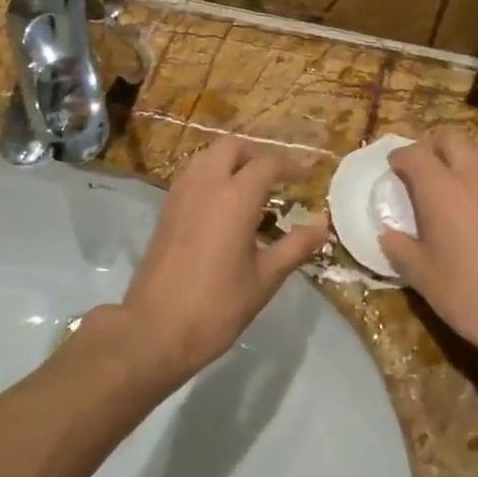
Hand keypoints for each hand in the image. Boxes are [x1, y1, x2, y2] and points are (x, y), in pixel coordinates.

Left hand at [100, 138, 329, 384]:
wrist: (155, 329)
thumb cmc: (217, 306)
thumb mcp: (265, 279)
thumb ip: (295, 247)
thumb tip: (322, 227)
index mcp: (234, 198)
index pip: (267, 165)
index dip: (290, 166)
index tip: (307, 176)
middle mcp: (205, 185)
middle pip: (232, 147)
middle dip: (257, 153)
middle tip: (278, 175)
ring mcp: (180, 195)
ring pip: (207, 156)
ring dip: (232, 160)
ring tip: (252, 185)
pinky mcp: (165, 209)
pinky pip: (192, 174)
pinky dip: (212, 173)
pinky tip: (224, 203)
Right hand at [378, 131, 477, 367]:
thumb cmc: (467, 292)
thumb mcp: (421, 275)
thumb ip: (399, 248)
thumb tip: (388, 234)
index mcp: (441, 189)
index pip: (415, 154)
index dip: (399, 157)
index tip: (392, 168)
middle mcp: (474, 177)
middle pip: (451, 139)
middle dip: (432, 147)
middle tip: (422, 171)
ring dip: (461, 157)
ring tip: (451, 182)